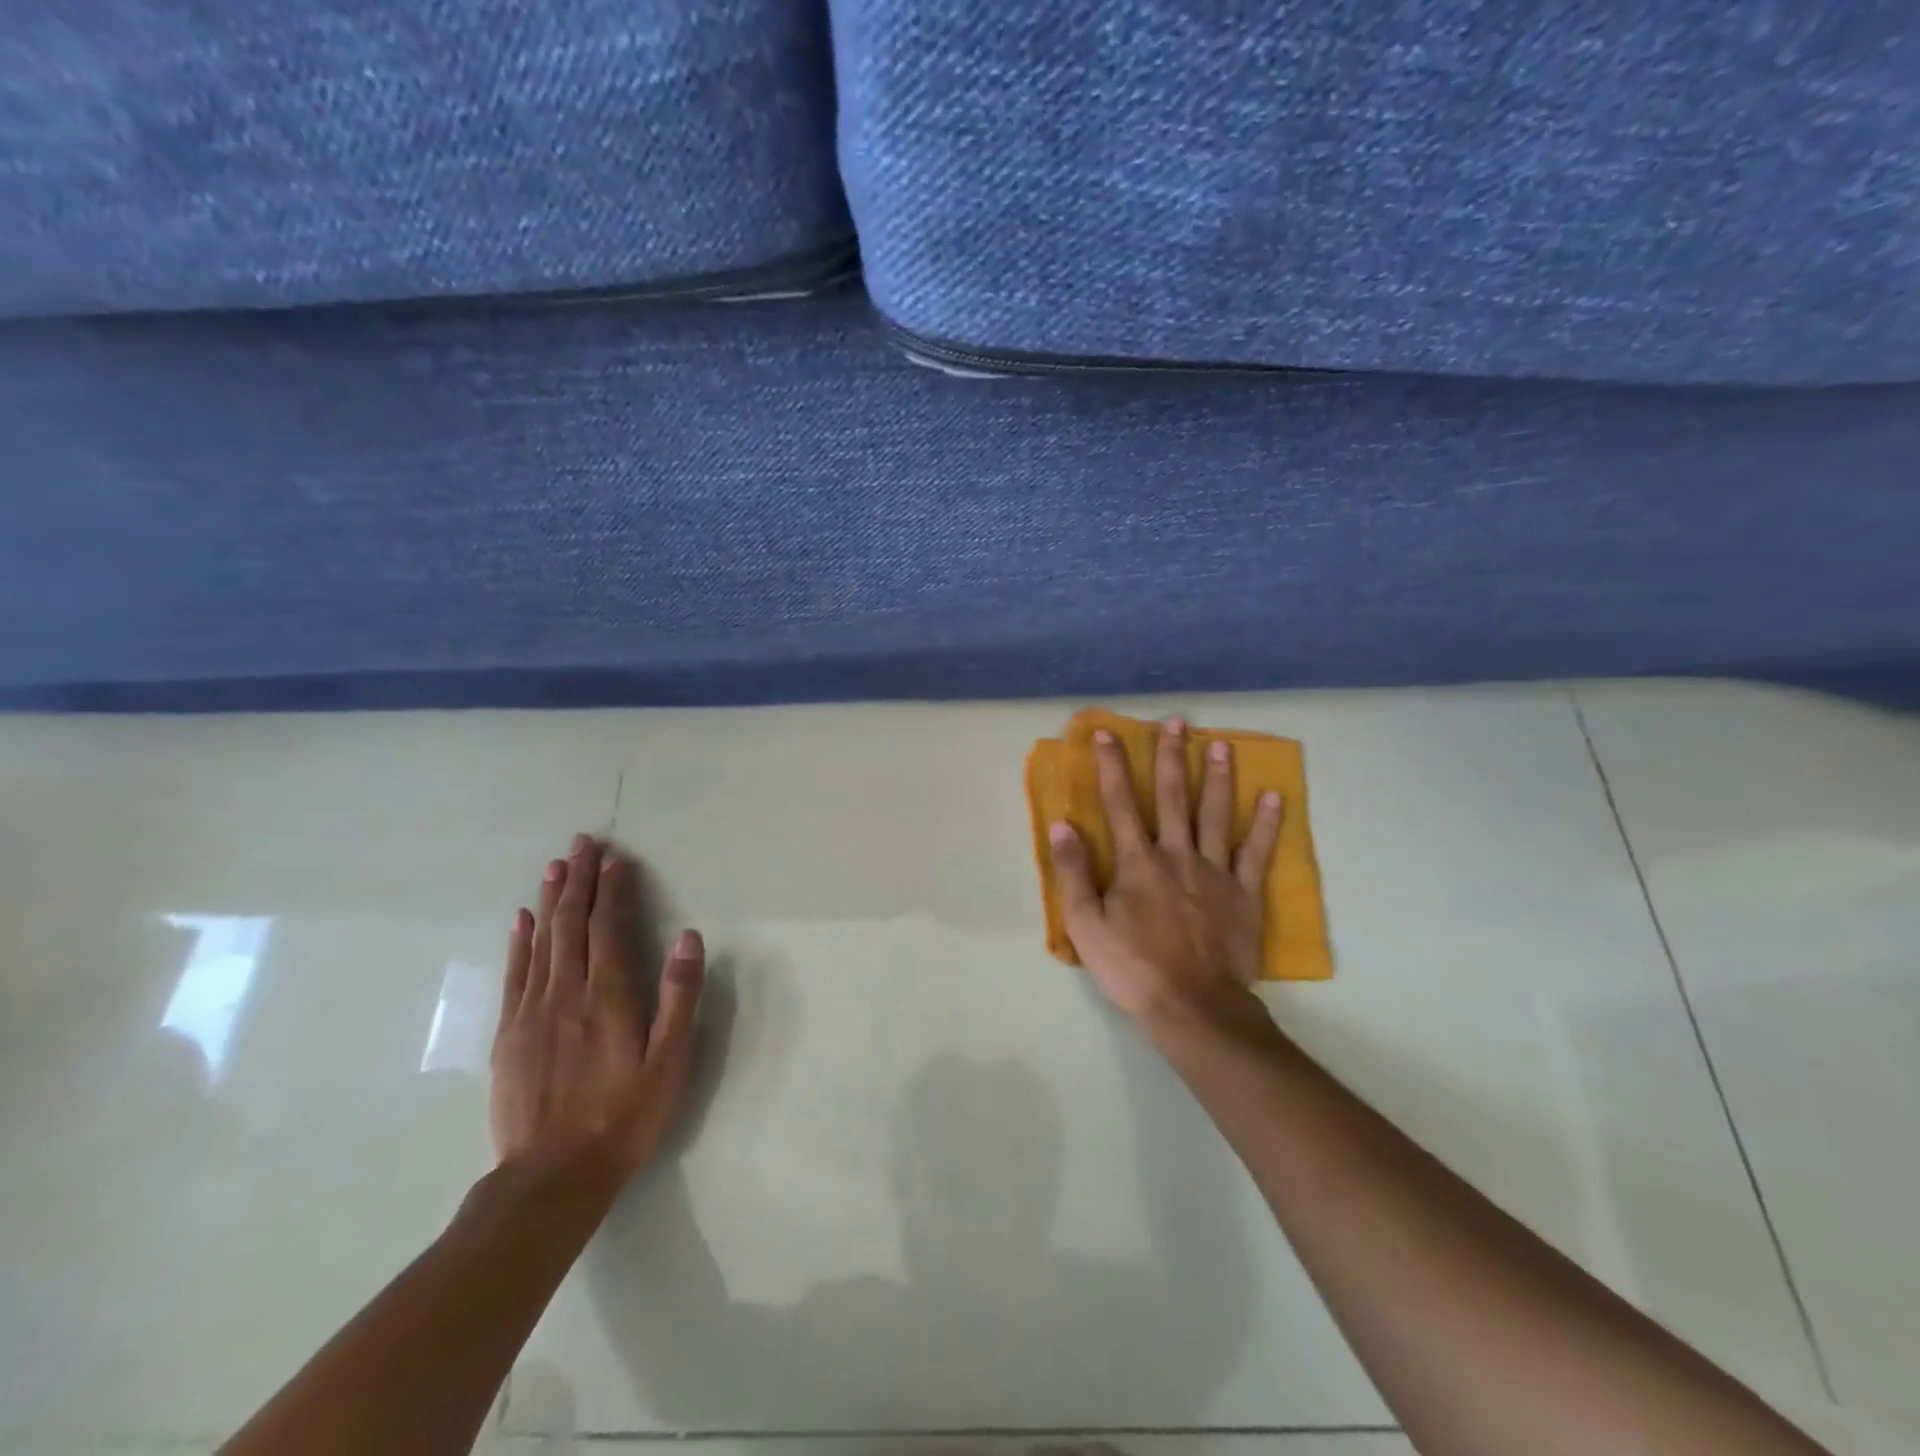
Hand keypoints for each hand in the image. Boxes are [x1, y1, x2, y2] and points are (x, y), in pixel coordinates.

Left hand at [490, 834, 704, 1192]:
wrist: (552, 1178)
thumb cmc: (624, 1116)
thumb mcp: (669, 1060)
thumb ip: (679, 996)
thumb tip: (688, 937)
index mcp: (608, 996)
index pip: (609, 927)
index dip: (613, 889)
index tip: (617, 857)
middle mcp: (566, 993)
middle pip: (571, 924)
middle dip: (579, 880)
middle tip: (582, 842)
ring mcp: (532, 1012)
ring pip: (541, 941)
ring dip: (550, 899)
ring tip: (557, 866)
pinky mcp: (509, 1034)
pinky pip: (515, 974)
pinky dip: (519, 941)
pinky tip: (522, 918)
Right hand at [1047, 719, 1282, 1033]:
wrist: (1193, 1007)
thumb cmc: (1132, 968)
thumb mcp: (1085, 926)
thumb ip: (1073, 873)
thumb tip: (1062, 826)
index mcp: (1137, 862)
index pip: (1120, 803)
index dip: (1112, 766)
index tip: (1107, 733)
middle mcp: (1176, 855)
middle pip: (1174, 797)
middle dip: (1172, 756)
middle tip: (1177, 722)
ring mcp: (1215, 872)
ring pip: (1215, 814)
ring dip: (1218, 777)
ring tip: (1221, 744)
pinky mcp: (1245, 894)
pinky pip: (1256, 852)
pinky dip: (1266, 824)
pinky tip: (1274, 796)